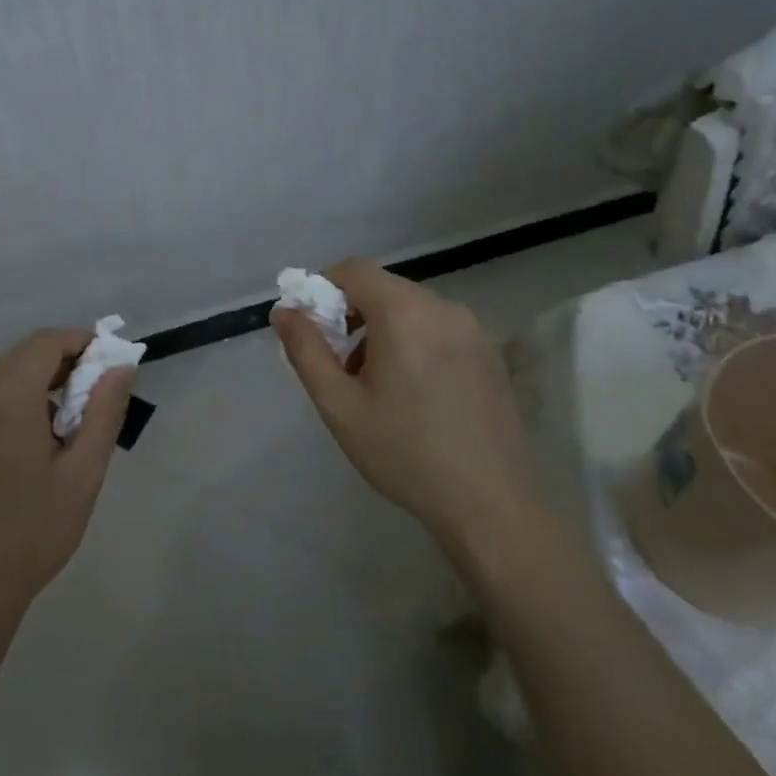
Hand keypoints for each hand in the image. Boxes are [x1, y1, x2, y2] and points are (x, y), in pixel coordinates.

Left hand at [0, 329, 133, 625]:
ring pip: (3, 377)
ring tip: (69, 421)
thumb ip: (104, 412)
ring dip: (39, 382)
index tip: (109, 361)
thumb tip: (120, 367)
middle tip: (96, 391)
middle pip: (23, 355)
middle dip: (63, 361)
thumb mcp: (82, 474)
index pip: (46, 343)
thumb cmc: (32, 532)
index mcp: (7, 399)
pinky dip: (15, 401)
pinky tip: (33, 442)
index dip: (81, 341)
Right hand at [273, 259, 537, 548]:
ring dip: (383, 332)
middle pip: (384, 289)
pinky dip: (414, 343)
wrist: (490, 504)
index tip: (313, 328)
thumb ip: (306, 351)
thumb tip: (284, 311)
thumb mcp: (339, 406)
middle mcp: (443, 308)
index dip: (323, 288)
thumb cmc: (404, 452)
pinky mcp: (491, 354)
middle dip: (352, 316)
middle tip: (339, 367)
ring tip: (375, 387)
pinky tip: (414, 395)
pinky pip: (439, 329)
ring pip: (412, 310)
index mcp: (404, 312)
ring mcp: (473, 330)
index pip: (354, 270)